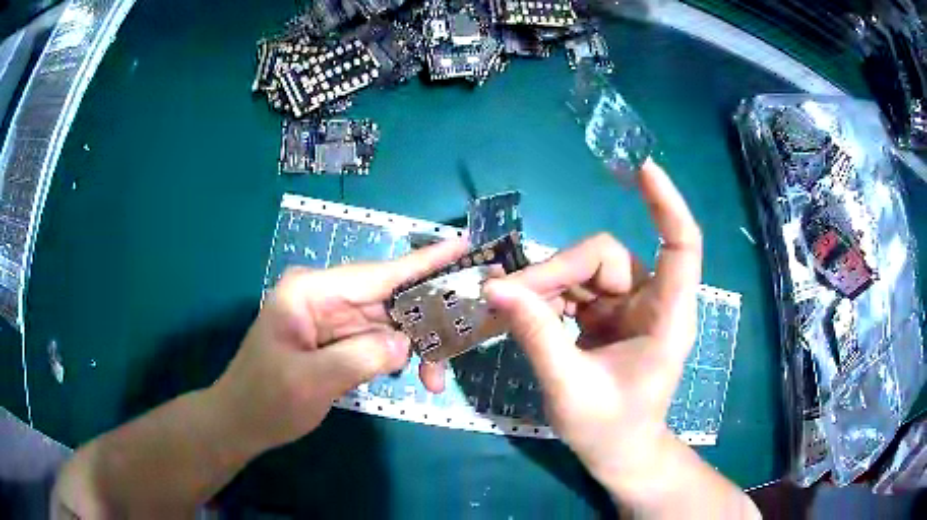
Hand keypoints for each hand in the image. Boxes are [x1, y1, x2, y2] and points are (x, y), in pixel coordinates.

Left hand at [209, 238, 467, 455]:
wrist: (241, 422)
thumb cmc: (267, 400)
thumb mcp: (312, 381)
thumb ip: (362, 356)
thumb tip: (406, 342)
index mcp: (311, 291)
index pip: (378, 273)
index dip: (426, 261)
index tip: (464, 246)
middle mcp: (324, 296)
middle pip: (390, 298)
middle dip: (429, 320)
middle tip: (468, 335)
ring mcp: (331, 317)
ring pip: (389, 323)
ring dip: (417, 347)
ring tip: (436, 379)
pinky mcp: (336, 338)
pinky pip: (378, 341)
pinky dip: (399, 358)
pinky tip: (416, 378)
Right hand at [483, 160, 701, 490]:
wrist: (618, 453)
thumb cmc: (609, 429)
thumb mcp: (569, 387)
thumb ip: (537, 335)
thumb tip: (495, 288)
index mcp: (667, 317)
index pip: (681, 243)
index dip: (665, 202)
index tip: (640, 166)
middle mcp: (651, 301)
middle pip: (603, 256)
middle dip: (554, 273)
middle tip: (508, 298)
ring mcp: (627, 306)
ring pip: (581, 271)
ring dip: (544, 287)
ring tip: (510, 312)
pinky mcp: (606, 315)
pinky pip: (571, 290)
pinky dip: (545, 299)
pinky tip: (524, 317)